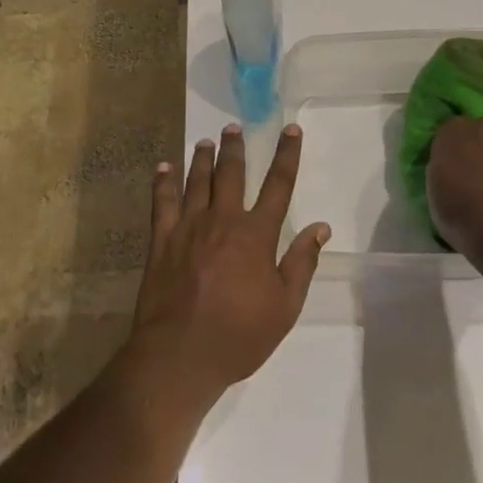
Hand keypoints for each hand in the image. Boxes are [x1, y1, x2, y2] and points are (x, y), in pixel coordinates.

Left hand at [129, 124, 331, 403]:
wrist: (180, 354)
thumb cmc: (239, 335)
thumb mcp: (285, 307)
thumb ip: (302, 263)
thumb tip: (321, 227)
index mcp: (256, 234)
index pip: (278, 185)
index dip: (287, 155)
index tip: (291, 129)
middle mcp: (223, 220)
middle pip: (231, 174)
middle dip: (235, 148)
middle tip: (233, 127)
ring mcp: (189, 227)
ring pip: (197, 181)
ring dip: (202, 158)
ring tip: (205, 141)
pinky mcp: (162, 240)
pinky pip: (162, 202)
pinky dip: (163, 182)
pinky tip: (163, 167)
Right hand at [426, 115, 482, 267]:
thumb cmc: (462, 214)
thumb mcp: (435, 196)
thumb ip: (443, 175)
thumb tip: (452, 174)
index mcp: (450, 132)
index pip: (447, 134)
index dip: (450, 154)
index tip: (450, 174)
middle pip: (480, 133)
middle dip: (479, 151)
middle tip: (477, 181)